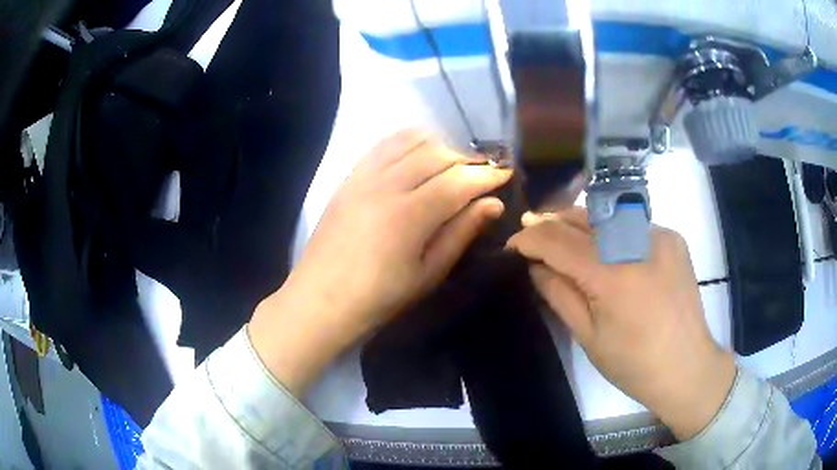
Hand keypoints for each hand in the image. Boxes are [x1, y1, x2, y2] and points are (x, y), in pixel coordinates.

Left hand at [249, 129, 511, 394]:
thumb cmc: (379, 297)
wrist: (321, 298)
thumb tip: (493, 204)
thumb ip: (461, 233)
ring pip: (410, 142)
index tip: (505, 173)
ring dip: (439, 145)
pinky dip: (407, 141)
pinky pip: (382, 145)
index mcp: (409, 216)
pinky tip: (418, 152)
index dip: (487, 175)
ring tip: (453, 162)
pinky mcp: (349, 177)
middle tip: (483, 171)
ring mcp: (364, 177)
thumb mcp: (427, 274)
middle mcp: (386, 186)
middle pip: (437, 155)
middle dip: (467, 159)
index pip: (458, 181)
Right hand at [508, 208, 734, 440]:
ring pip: (607, 216)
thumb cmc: (633, 364)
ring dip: (580, 222)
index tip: (512, 244)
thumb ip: (558, 294)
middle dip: (552, 221)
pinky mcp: (673, 238)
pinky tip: (606, 247)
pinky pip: (631, 225)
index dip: (530, 238)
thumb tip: (534, 265)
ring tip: (561, 232)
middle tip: (531, 228)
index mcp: (612, 276)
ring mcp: (659, 235)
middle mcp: (637, 243)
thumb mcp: (588, 336)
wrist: (687, 366)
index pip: (558, 241)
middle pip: (583, 218)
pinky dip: (610, 230)